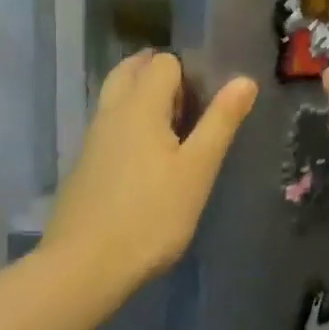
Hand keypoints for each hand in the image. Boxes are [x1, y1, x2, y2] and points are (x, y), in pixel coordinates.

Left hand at [43, 51, 256, 290]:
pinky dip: (128, 122)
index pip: (163, 61)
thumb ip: (221, 120)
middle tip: (189, 104)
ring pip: (116, 96)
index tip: (207, 100)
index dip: (188, 71)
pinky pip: (109, 123)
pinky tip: (146, 157)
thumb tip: (244, 79)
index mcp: (140, 104)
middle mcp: (112, 111)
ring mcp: (93, 138)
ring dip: (141, 96)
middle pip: (131, 69)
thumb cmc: (151, 215)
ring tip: (172, 128)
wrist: (84, 267)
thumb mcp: (198, 169)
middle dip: (159, 74)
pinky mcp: (84, 164)